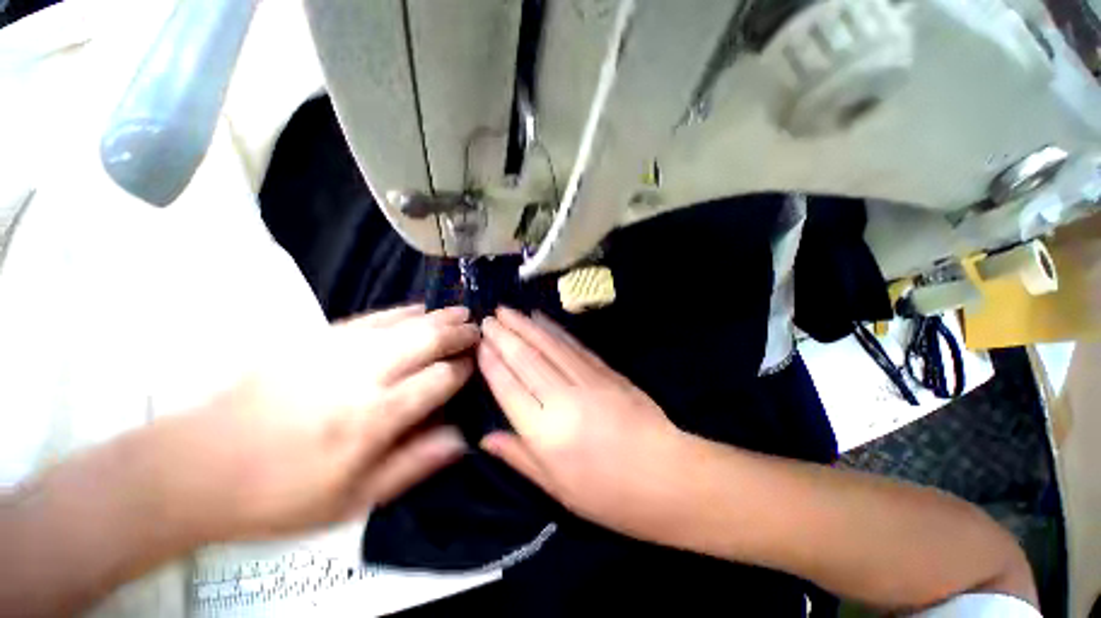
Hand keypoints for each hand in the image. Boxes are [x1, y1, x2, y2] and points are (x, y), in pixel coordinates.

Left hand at [159, 305, 478, 541]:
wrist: (199, 464)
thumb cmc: (282, 493)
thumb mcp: (352, 500)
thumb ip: (413, 464)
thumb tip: (461, 437)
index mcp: (374, 418)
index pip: (440, 379)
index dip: (465, 368)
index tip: (477, 364)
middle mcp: (363, 376)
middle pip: (428, 341)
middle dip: (459, 333)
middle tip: (478, 330)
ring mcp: (338, 350)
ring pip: (405, 323)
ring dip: (439, 316)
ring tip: (462, 312)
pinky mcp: (317, 338)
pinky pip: (374, 316)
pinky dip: (404, 311)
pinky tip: (420, 308)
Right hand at [477, 307, 690, 541]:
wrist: (670, 478)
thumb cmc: (610, 496)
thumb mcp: (557, 489)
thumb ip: (519, 457)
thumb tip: (485, 438)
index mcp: (546, 434)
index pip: (509, 388)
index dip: (492, 363)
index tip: (479, 343)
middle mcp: (563, 400)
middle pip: (526, 359)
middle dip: (504, 335)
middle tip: (487, 317)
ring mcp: (588, 380)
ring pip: (549, 346)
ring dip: (525, 325)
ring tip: (507, 311)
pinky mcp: (607, 371)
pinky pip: (574, 346)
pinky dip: (555, 330)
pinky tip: (542, 319)